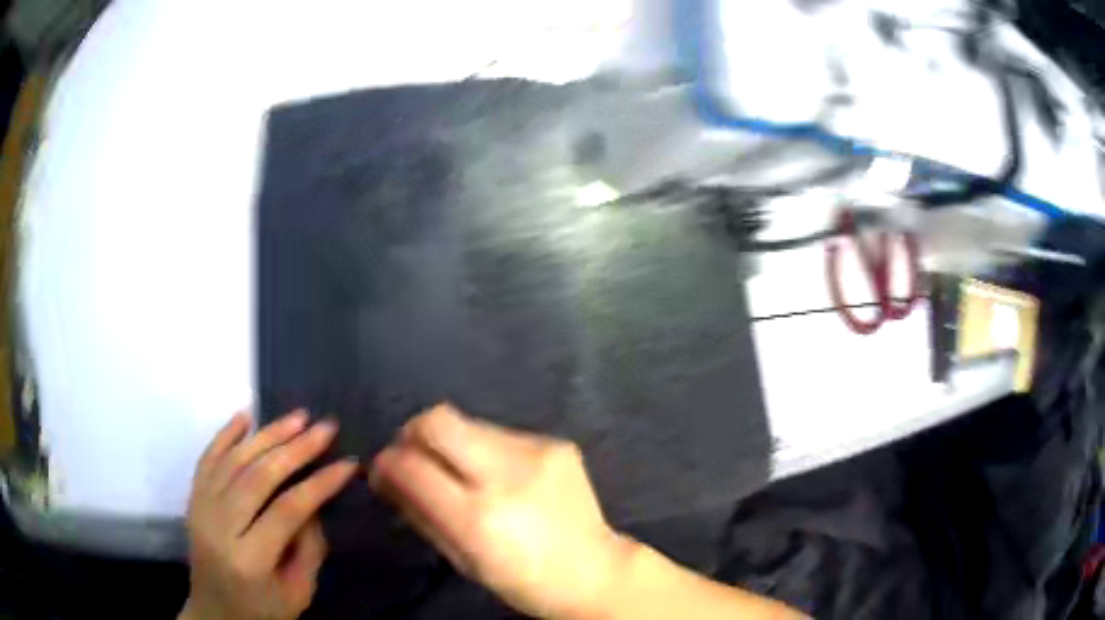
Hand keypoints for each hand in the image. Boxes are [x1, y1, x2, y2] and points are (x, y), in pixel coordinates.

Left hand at [181, 411, 357, 619]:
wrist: (215, 612)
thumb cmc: (262, 609)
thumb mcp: (298, 592)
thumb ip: (308, 548)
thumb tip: (313, 502)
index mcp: (249, 558)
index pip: (287, 510)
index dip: (319, 484)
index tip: (347, 464)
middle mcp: (219, 526)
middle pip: (258, 476)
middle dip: (296, 449)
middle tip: (325, 427)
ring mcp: (201, 508)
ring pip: (234, 460)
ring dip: (267, 434)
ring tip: (298, 417)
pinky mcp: (193, 499)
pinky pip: (207, 458)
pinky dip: (225, 434)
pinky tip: (245, 416)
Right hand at [369, 404, 632, 619]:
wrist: (595, 571)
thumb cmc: (523, 580)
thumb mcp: (462, 560)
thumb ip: (419, 513)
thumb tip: (385, 475)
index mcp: (478, 519)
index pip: (411, 467)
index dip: (386, 462)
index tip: (382, 470)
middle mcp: (506, 476)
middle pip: (437, 420)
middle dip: (413, 433)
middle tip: (413, 455)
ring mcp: (537, 454)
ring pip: (469, 423)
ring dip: (453, 444)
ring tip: (463, 473)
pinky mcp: (557, 444)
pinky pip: (502, 434)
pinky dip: (487, 450)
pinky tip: (502, 476)